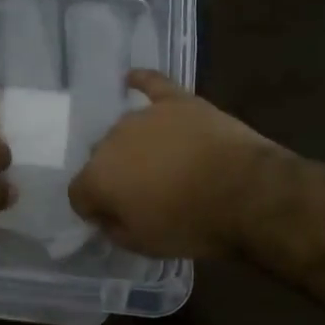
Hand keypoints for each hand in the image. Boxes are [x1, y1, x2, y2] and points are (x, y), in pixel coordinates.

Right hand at [68, 71, 277, 257]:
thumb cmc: (191, 225)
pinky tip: (131, 79)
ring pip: (125, 130)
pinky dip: (140, 82)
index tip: (114, 219)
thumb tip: (106, 216)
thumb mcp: (144, 245)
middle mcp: (111, 140)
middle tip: (143, 193)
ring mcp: (144, 116)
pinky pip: (151, 84)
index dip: (94, 209)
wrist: (245, 193)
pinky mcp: (176, 101)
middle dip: (115, 175)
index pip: (78, 193)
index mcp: (98, 177)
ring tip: (159, 162)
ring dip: (133, 146)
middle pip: (101, 158)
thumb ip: (114, 228)